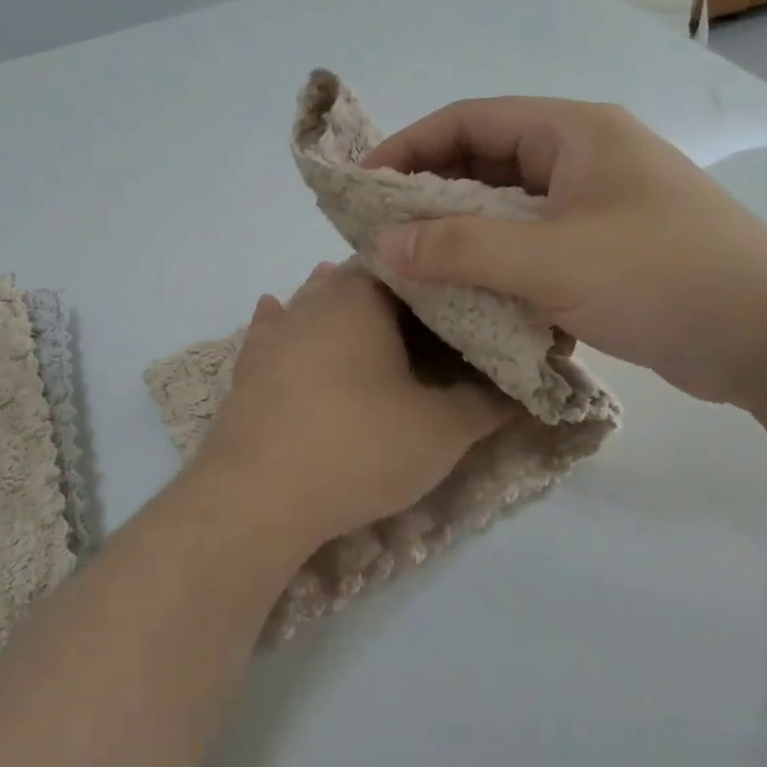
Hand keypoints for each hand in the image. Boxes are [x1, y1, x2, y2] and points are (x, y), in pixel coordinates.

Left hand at [190, 263, 512, 548]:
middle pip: (359, 285)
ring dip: (340, 309)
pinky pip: (273, 333)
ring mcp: (274, 334)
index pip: (411, 272)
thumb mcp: (441, 432)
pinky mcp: (247, 368)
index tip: (466, 311)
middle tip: (427, 326)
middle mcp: (314, 302)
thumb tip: (519, 391)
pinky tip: (284, 320)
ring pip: (314, 305)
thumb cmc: (358, 448)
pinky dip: (288, 328)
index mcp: (362, 299)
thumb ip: (484, 404)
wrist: (259, 494)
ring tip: (368, 321)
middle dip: (393, 300)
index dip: (442, 289)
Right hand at [361, 97, 766, 406]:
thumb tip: (383, 242)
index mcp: (574, 133)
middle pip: (486, 162)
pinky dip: (494, 263)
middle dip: (431, 194)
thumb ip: (462, 248)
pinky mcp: (603, 250)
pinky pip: (530, 245)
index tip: (364, 183)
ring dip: (461, 234)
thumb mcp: (551, 261)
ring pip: (506, 209)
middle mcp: (582, 158)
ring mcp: (595, 206)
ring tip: (413, 265)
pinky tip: (465, 293)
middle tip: (381, 230)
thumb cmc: (661, 278)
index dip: (411, 145)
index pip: (472, 120)